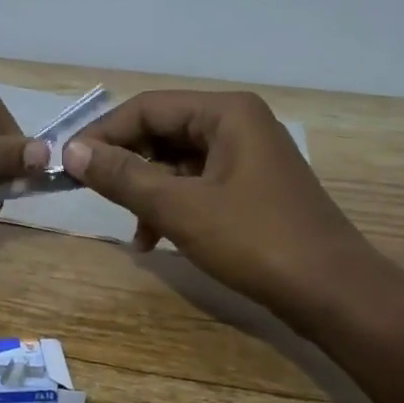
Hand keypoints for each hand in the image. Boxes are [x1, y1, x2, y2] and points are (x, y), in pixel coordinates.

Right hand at [62, 91, 392, 335]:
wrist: (335, 294)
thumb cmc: (256, 241)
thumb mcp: (180, 208)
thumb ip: (123, 176)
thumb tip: (70, 151)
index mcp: (226, 113)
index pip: (147, 108)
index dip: (103, 133)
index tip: (68, 164)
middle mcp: (238, 124)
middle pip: (162, 132)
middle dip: (126, 164)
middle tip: (91, 193)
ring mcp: (247, 157)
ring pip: (177, 162)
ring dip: (146, 191)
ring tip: (130, 229)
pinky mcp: (252, 189)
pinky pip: (197, 184)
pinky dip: (171, 206)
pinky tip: (155, 239)